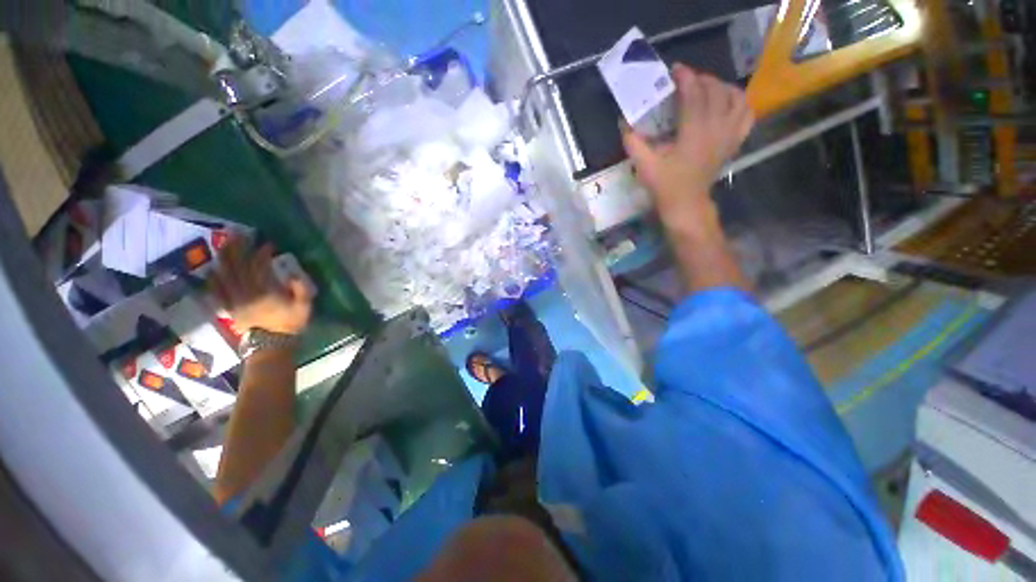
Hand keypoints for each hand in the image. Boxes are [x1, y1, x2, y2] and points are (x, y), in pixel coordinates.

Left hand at [209, 237, 311, 335]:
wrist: (272, 345)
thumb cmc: (290, 324)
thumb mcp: (304, 307)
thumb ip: (300, 289)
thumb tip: (292, 274)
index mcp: (266, 292)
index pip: (259, 267)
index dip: (262, 253)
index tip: (267, 244)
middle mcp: (247, 293)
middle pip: (238, 267)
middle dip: (237, 250)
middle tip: (237, 235)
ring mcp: (235, 300)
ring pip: (225, 276)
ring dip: (223, 259)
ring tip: (223, 246)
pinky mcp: (229, 307)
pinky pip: (217, 291)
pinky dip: (213, 279)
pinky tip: (212, 269)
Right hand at [621, 64, 753, 223]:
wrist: (686, 204)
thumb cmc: (665, 185)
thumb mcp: (644, 165)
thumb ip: (633, 142)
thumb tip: (623, 122)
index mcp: (694, 133)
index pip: (694, 94)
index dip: (685, 78)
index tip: (675, 70)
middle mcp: (716, 129)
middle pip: (716, 91)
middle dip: (701, 79)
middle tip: (686, 80)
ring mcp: (728, 135)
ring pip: (736, 98)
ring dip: (722, 87)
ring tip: (707, 88)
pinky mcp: (733, 142)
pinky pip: (746, 115)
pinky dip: (740, 103)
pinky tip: (728, 103)